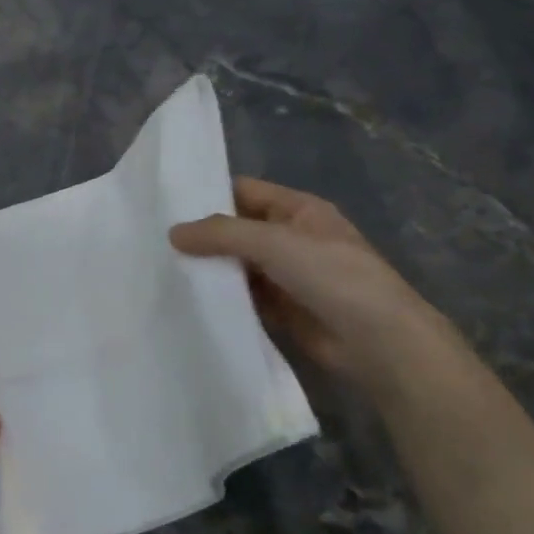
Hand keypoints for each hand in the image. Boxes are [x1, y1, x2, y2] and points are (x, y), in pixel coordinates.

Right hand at [170, 178, 459, 395]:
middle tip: (155, 241)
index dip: (209, 195)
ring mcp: (287, 275)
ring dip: (209, 269)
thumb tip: (173, 233)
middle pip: (238, 230)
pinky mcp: (282, 310)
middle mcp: (291, 238)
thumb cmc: (332, 277)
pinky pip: (244, 297)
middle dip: (203, 236)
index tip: (165, 205)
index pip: (245, 192)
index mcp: (298, 210)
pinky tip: (188, 299)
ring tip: (162, 269)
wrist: (379, 341)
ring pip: (238, 265)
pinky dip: (221, 298)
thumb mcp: (275, 243)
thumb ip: (222, 234)